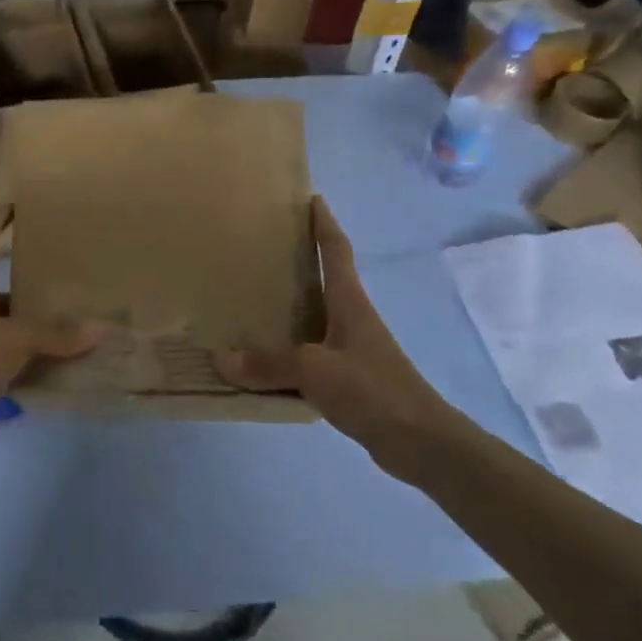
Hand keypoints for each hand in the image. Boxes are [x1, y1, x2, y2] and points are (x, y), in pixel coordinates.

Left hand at [0, 206, 103, 431]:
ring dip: (30, 319)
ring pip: (4, 320)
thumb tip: (101, 327)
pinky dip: (28, 352)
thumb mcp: (17, 340)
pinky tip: (54, 360)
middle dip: (25, 278)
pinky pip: (6, 351)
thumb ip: (58, 334)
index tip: (15, 208)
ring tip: (67, 318)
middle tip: (60, 274)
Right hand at [214, 196, 443, 456]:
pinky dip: (285, 353)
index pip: (335, 250)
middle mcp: (351, 318)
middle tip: (259, 249)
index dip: (323, 223)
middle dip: (297, 262)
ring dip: (287, 310)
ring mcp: (351, 349)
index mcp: (349, 302)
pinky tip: (262, 362)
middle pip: (322, 280)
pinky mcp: (348, 379)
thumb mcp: (315, 370)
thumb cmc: (372, 389)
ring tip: (248, 301)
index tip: (309, 198)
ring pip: (312, 319)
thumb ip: (268, 363)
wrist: (420, 442)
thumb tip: (221, 358)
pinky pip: (308, 356)